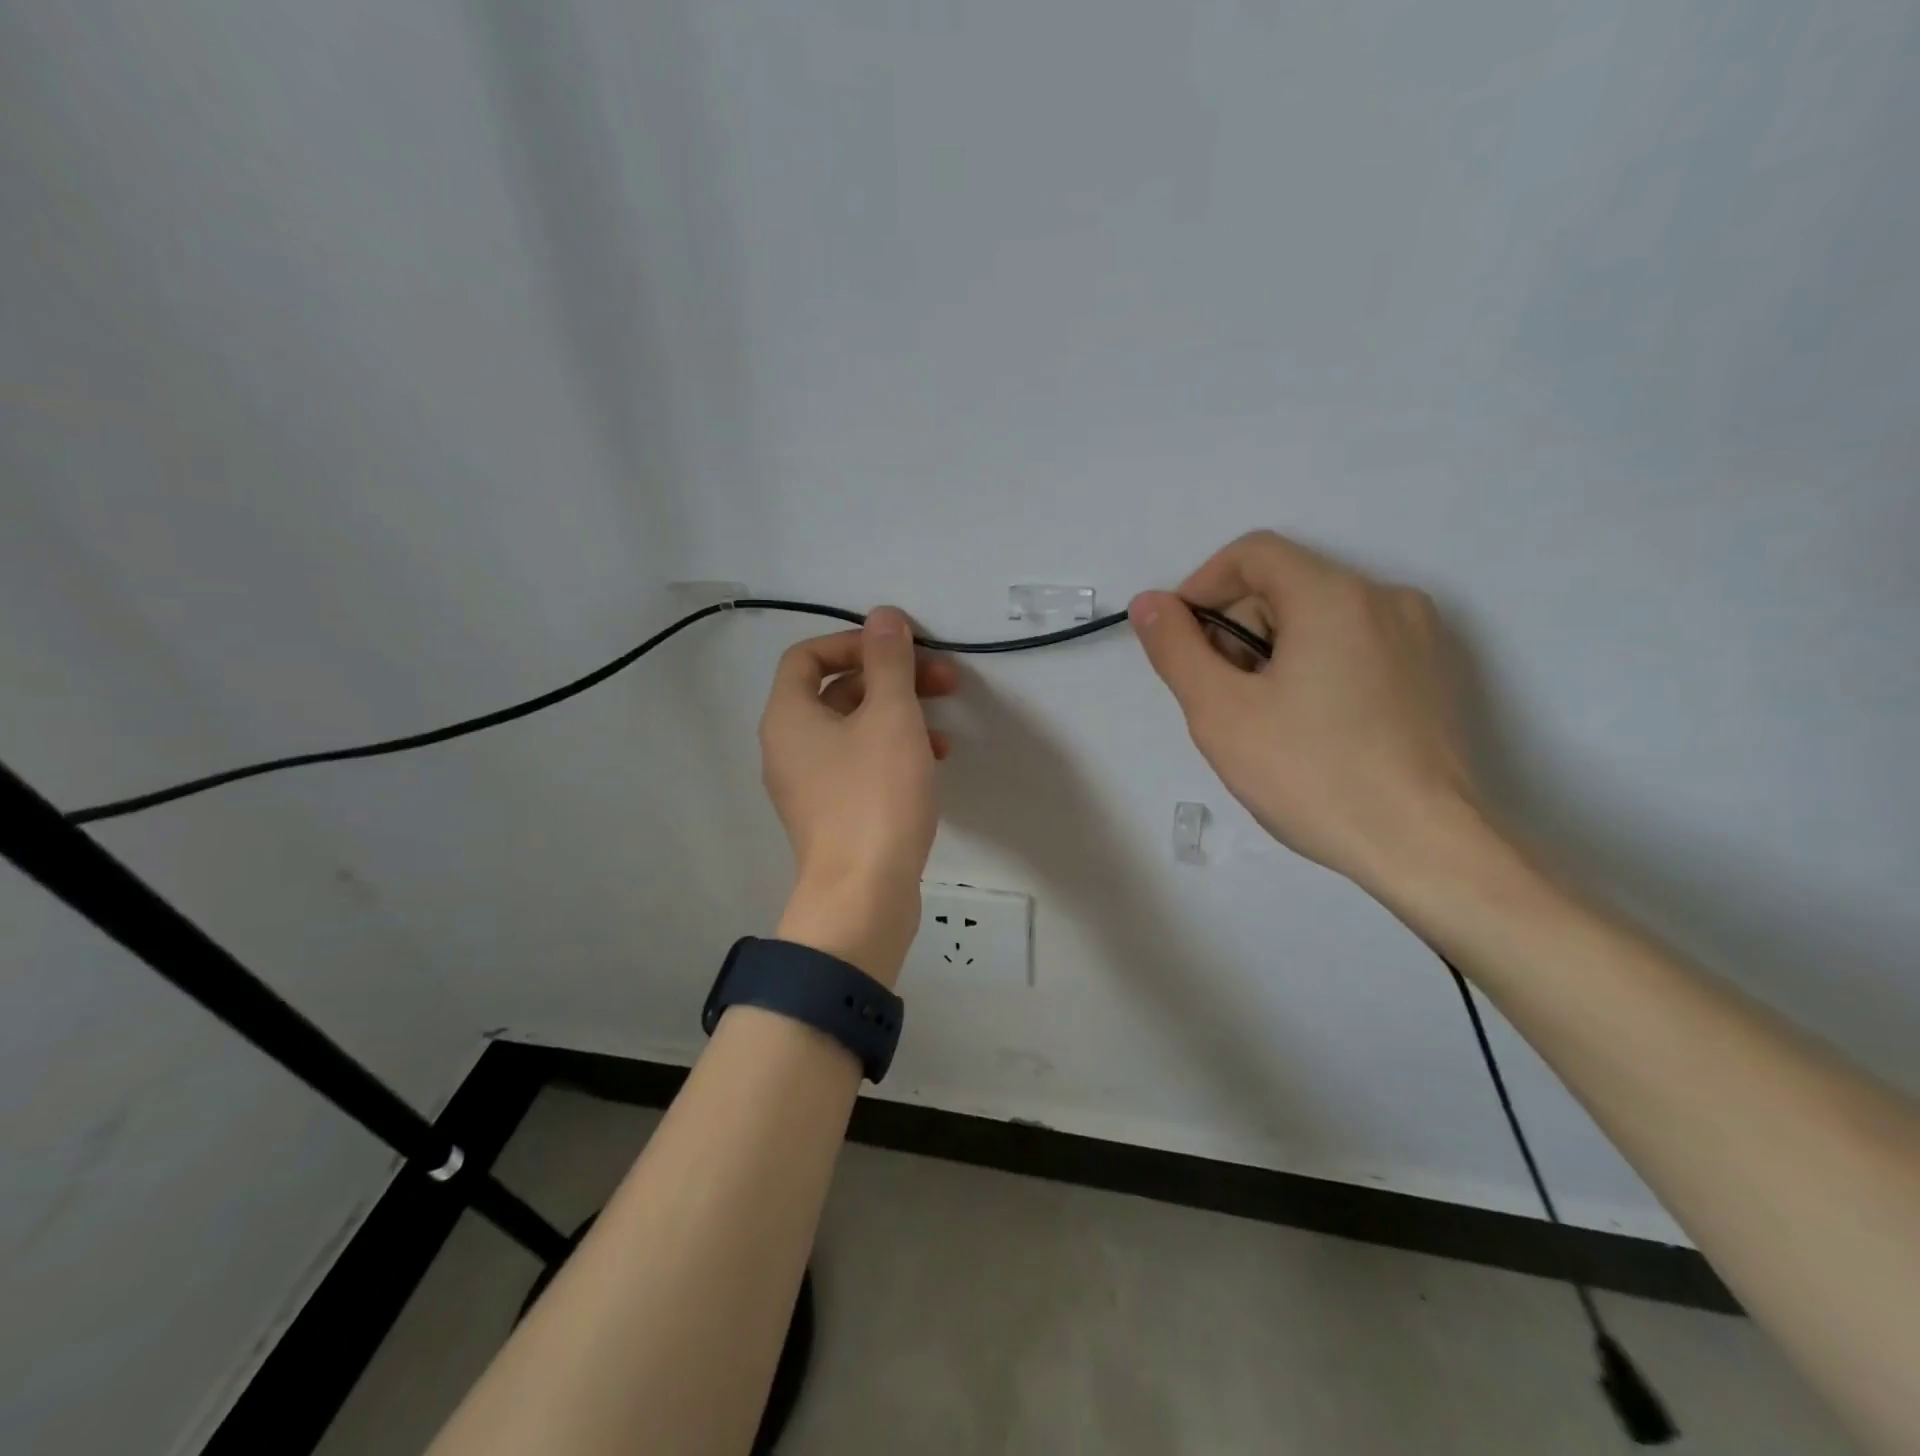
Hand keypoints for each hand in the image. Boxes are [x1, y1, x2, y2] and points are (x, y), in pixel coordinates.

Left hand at [758, 607, 956, 982]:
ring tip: (945, 726)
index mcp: (788, 716)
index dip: (854, 642)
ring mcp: (809, 785)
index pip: (808, 656)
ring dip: (899, 715)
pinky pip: (859, 765)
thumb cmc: (875, 797)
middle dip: (891, 679)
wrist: (863, 897)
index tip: (900, 650)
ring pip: (854, 730)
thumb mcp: (890, 717)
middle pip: (836, 692)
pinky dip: (893, 752)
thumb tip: (883, 616)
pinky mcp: (832, 815)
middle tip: (943, 680)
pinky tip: (932, 762)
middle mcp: (788, 747)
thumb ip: (888, 661)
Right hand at [1130, 531, 1480, 892]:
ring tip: (1264, 721)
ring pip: (1320, 619)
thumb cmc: (1312, 774)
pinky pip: (1356, 646)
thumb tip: (1149, 603)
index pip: (1253, 554)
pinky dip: (1316, 667)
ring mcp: (1419, 636)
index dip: (1202, 587)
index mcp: (1334, 596)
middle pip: (1286, 587)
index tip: (1181, 641)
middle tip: (1221, 697)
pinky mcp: (1434, 674)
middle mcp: (1386, 598)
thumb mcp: (1221, 712)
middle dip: (1238, 630)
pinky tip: (1311, 728)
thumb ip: (1176, 649)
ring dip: (1273, 652)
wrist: (1424, 848)